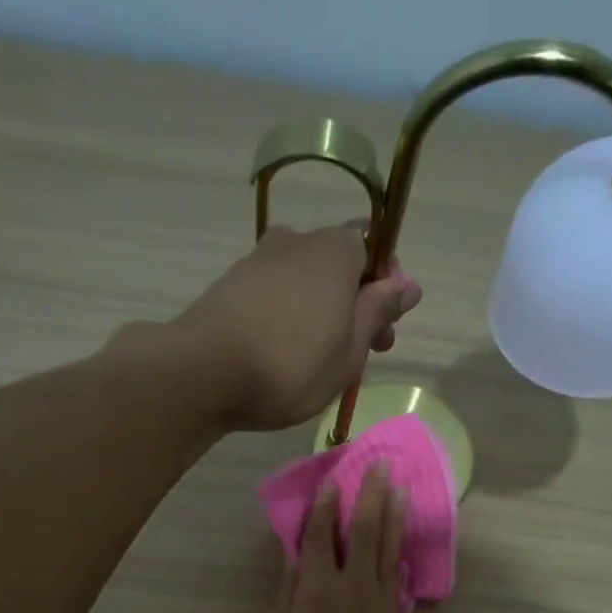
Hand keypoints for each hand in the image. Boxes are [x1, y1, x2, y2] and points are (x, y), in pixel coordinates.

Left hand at [176, 224, 420, 431]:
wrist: (203, 372)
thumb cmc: (292, 366)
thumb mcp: (350, 350)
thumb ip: (378, 313)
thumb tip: (408, 284)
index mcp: (336, 249)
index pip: (375, 252)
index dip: (386, 291)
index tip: (385, 333)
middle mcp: (298, 240)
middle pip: (339, 266)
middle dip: (355, 306)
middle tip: (359, 356)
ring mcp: (259, 259)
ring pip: (306, 281)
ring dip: (322, 313)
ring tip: (319, 362)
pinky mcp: (231, 283)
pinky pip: (276, 295)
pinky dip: (289, 317)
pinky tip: (284, 354)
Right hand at [271, 462, 412, 612]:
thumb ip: (288, 594)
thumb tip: (294, 558)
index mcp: (318, 587)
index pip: (319, 536)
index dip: (323, 507)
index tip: (331, 481)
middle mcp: (352, 582)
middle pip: (364, 529)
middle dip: (371, 494)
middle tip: (381, 465)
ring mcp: (380, 597)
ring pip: (388, 545)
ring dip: (393, 514)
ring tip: (399, 488)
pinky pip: (396, 572)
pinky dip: (398, 550)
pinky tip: (400, 539)